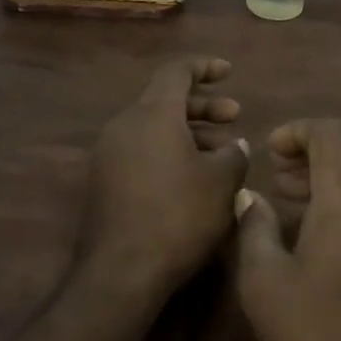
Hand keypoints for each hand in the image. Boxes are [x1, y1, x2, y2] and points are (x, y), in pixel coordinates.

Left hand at [82, 56, 250, 302]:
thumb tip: (236, 146)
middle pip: (165, 99)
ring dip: (189, 131)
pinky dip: (170, 150)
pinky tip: (194, 175)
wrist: (121, 273)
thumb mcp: (222, 182)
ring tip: (222, 151)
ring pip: (154, 127)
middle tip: (235, 116)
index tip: (228, 72)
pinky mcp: (104, 181)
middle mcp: (125, 125)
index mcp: (152, 114)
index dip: (204, 67)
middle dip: (203, 105)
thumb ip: (234, 155)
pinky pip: (142, 149)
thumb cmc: (179, 216)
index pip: (177, 71)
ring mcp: (109, 154)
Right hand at [233, 119, 340, 340]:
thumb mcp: (265, 285)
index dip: (298, 130)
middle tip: (280, 172)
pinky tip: (328, 228)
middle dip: (315, 147)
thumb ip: (254, 228)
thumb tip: (250, 197)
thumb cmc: (319, 334)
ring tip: (296, 197)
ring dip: (334, 170)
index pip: (331, 133)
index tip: (272, 151)